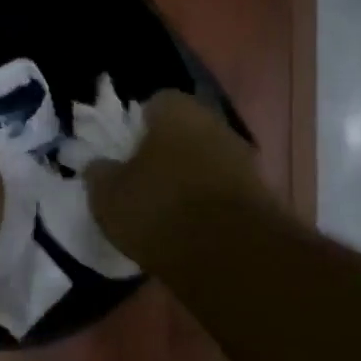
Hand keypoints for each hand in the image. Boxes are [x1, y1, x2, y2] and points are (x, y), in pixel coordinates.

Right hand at [86, 90, 271, 268]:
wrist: (232, 255)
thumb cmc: (160, 209)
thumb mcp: (108, 196)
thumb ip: (99, 175)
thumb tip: (99, 166)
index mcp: (176, 110)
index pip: (153, 104)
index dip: (135, 128)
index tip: (123, 155)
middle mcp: (214, 123)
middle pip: (183, 132)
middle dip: (165, 152)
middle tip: (142, 182)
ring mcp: (243, 158)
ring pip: (206, 160)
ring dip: (189, 179)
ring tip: (166, 211)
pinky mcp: (261, 193)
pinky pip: (224, 190)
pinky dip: (209, 204)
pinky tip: (192, 230)